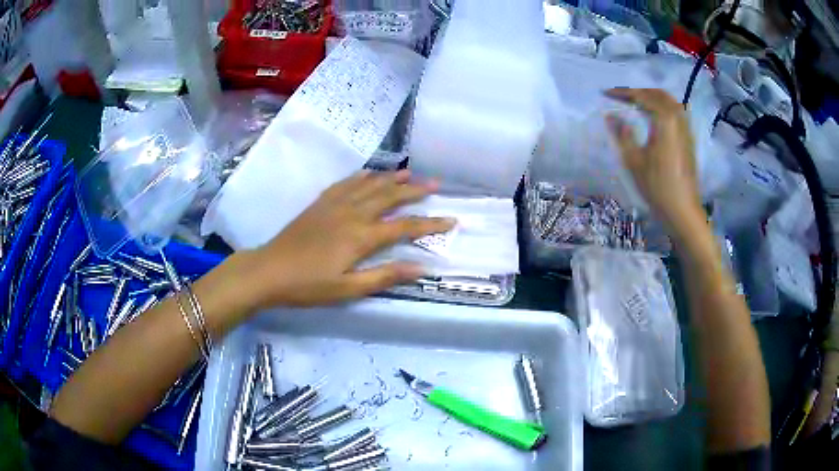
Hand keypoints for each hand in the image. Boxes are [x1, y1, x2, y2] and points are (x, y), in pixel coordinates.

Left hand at [244, 170, 454, 308]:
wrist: (269, 270)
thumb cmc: (309, 285)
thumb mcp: (348, 289)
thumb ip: (385, 276)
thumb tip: (421, 267)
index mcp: (361, 236)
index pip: (405, 226)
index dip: (430, 223)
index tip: (451, 219)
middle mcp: (352, 213)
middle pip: (389, 196)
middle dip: (415, 190)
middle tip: (435, 184)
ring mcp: (335, 204)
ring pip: (370, 185)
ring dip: (391, 178)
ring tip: (410, 173)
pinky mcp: (320, 202)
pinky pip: (347, 182)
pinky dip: (363, 176)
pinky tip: (370, 174)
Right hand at [605, 88, 703, 232]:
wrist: (682, 211)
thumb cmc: (657, 186)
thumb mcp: (634, 160)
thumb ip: (622, 134)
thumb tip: (611, 115)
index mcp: (664, 119)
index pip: (641, 97)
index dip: (622, 93)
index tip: (606, 93)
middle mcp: (678, 118)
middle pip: (657, 94)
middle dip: (638, 92)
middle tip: (621, 96)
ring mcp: (686, 129)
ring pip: (669, 102)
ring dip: (652, 98)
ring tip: (636, 103)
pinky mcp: (688, 139)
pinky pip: (675, 113)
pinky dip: (662, 107)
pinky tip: (654, 117)